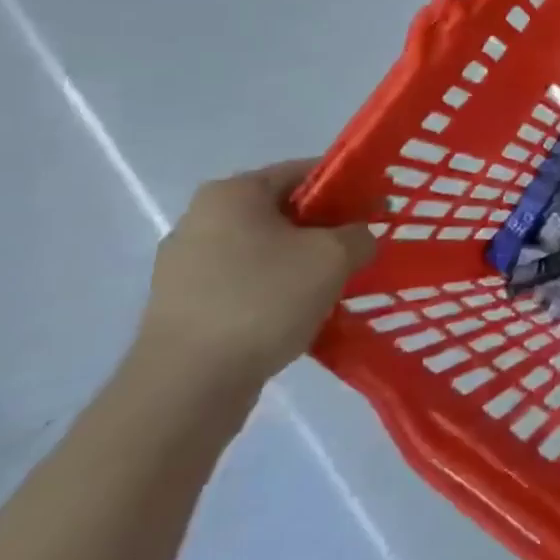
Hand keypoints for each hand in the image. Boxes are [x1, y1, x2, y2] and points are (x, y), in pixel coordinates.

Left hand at [135, 159, 375, 395]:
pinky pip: (244, 286)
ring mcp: (184, 267)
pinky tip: (299, 317)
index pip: (305, 171)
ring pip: (265, 252)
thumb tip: (359, 238)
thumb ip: (359, 235)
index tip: (378, 210)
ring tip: (334, 288)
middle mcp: (200, 220)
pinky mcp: (181, 308)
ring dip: (301, 265)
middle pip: (283, 212)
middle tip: (360, 251)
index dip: (348, 187)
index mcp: (232, 193)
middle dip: (325, 230)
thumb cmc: (263, 300)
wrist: (186, 388)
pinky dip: (275, 294)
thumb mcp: (334, 256)